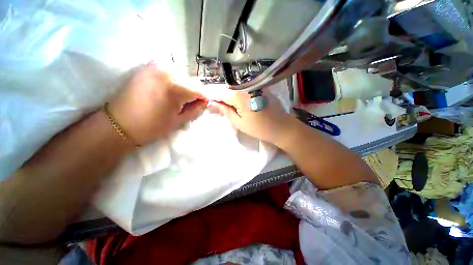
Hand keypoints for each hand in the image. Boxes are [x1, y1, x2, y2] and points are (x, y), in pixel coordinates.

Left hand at [108, 64, 206, 144]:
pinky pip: (169, 71)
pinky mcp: (147, 67)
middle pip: (192, 81)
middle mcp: (167, 72)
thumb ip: (195, 110)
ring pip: (182, 75)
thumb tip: (204, 103)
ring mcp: (155, 66)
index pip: (200, 90)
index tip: (203, 105)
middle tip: (189, 104)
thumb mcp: (179, 121)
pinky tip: (168, 90)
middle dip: (194, 92)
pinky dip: (174, 80)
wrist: (119, 123)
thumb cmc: (151, 127)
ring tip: (177, 98)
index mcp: (175, 88)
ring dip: (185, 86)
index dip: (204, 99)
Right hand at [211, 91, 294, 143]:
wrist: (282, 127)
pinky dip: (238, 94)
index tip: (206, 100)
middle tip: (216, 104)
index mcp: (239, 95)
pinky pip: (244, 89)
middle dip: (220, 96)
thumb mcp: (239, 123)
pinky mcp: (260, 88)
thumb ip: (225, 111)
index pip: (220, 92)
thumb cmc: (259, 128)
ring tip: (225, 104)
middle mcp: (246, 87)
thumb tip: (213, 104)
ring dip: (229, 95)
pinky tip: (237, 101)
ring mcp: (255, 86)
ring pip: (236, 89)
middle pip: (228, 89)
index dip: (212, 96)